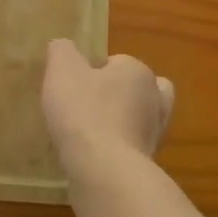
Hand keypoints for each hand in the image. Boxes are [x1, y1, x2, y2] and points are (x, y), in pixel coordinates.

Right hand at [41, 39, 174, 163]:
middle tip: (88, 105)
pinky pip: (130, 148)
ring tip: (88, 132)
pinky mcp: (148, 163)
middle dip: (117, 96)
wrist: (104, 170)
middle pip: (136, 90)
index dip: (94, 71)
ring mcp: (155, 134)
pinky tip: (92, 155)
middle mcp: (156, 100)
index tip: (74, 86)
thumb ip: (62, 51)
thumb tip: (63, 46)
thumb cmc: (84, 111)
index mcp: (138, 72)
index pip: (117, 62)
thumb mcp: (62, 70)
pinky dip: (115, 149)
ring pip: (137, 120)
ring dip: (118, 124)